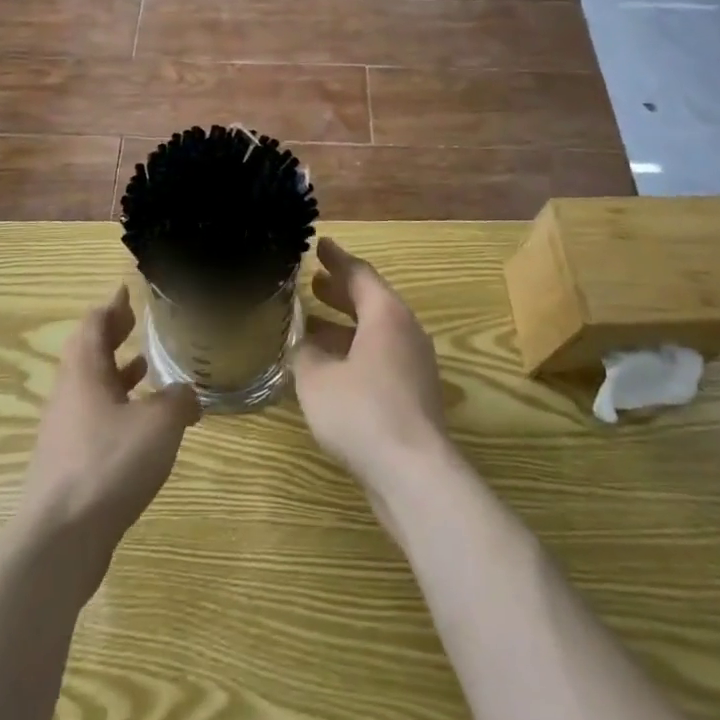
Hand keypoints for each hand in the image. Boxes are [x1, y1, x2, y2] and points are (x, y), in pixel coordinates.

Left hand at [18, 287, 200, 589]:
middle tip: (137, 324)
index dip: (112, 306)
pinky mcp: (69, 464)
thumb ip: (178, 400)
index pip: (94, 324)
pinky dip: (118, 410)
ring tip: (146, 368)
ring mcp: (65, 432)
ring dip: (116, 374)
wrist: (60, 539)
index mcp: (84, 372)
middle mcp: (69, 395)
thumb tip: (186, 394)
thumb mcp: (159, 423)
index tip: (127, 292)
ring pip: (92, 389)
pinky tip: (143, 428)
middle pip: (88, 354)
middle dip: (113, 337)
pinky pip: (95, 421)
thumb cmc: (108, 464)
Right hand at [293, 239, 450, 500]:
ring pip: (376, 332)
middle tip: (313, 282)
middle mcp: (406, 332)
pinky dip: (355, 351)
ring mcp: (415, 365)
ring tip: (313, 325)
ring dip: (345, 326)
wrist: (414, 474)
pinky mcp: (414, 395)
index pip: (359, 274)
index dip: (336, 259)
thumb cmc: (362, 411)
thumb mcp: (317, 378)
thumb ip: (305, 354)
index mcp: (386, 315)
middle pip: (371, 301)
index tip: (319, 245)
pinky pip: (381, 358)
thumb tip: (304, 346)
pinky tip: (330, 368)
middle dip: (340, 291)